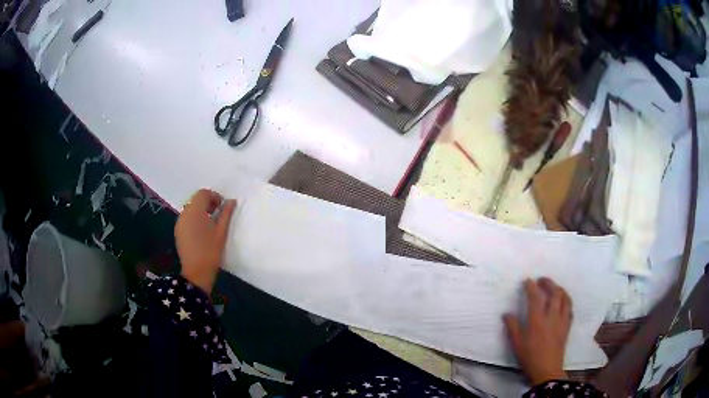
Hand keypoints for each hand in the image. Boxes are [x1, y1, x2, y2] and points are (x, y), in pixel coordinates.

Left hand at [175, 189, 236, 292]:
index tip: (222, 207)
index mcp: (195, 210)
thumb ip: (226, 214)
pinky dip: (194, 218)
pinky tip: (202, 231)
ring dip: (201, 210)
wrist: (197, 272)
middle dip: (207, 203)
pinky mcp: (178, 231)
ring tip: (210, 223)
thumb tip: (231, 201)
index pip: (203, 193)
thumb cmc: (211, 251)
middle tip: (218, 214)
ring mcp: (180, 222)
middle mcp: (185, 213)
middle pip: (196, 199)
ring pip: (190, 208)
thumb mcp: (221, 231)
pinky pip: (187, 217)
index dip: (214, 196)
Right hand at [503, 278, 571, 384]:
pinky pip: (570, 308)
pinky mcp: (567, 326)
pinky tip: (562, 302)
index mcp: (537, 320)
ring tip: (554, 287)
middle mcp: (551, 316)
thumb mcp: (516, 344)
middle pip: (554, 293)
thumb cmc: (529, 358)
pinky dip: (566, 301)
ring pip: (565, 298)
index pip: (535, 297)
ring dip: (559, 289)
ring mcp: (562, 320)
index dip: (531, 286)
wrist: (547, 371)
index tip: (527, 281)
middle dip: (548, 283)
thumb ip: (512, 327)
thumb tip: (506, 313)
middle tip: (541, 280)